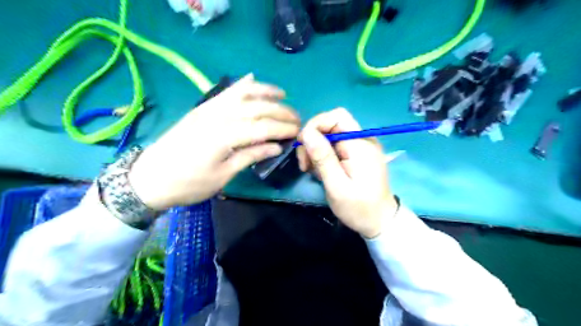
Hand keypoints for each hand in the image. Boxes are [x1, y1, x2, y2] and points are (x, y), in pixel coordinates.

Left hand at [128, 74, 298, 209]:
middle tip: (297, 118)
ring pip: (242, 94)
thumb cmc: (189, 184)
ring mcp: (208, 109)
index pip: (263, 127)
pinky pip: (224, 92)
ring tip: (282, 95)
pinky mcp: (202, 109)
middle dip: (280, 111)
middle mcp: (218, 116)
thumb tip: (276, 146)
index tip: (299, 131)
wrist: (150, 179)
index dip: (283, 128)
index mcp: (224, 136)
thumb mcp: (222, 176)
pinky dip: (240, 85)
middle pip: (256, 108)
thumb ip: (250, 156)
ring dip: (264, 92)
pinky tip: (251, 80)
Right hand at [297, 108, 396, 238]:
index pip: (337, 116)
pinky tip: (321, 171)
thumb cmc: (359, 208)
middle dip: (313, 140)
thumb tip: (306, 132)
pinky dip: (323, 155)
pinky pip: (335, 145)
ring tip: (311, 170)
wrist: (380, 221)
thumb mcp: (337, 186)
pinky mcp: (357, 154)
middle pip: (331, 124)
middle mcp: (362, 140)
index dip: (316, 125)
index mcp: (360, 145)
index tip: (303, 146)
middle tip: (305, 164)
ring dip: (316, 149)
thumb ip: (323, 158)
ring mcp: (360, 146)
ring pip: (330, 135)